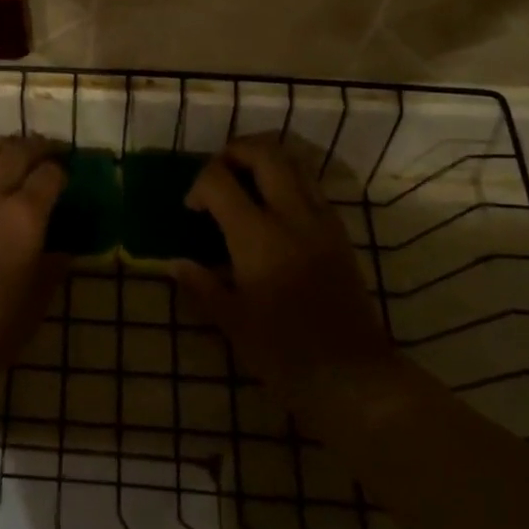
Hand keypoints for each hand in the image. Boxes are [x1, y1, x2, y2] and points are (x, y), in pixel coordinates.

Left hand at [0, 137, 66, 380]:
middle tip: (46, 148)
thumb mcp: (37, 298)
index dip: (61, 170)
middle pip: (15, 153)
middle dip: (35, 146)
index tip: (66, 173)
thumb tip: (61, 250)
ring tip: (7, 147)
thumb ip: (52, 267)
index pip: (49, 175)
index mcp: (25, 215)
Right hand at [168, 137, 396, 405]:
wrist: (352, 376)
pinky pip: (312, 186)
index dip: (198, 185)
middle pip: (263, 152)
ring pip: (294, 161)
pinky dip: (289, 180)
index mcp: (256, 236)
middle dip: (234, 151)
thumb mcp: (231, 321)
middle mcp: (291, 216)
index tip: (192, 209)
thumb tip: (175, 263)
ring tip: (245, 181)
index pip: (219, 180)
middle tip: (218, 174)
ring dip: (265, 159)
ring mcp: (321, 221)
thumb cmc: (283, 352)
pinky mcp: (340, 233)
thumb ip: (201, 285)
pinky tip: (275, 209)